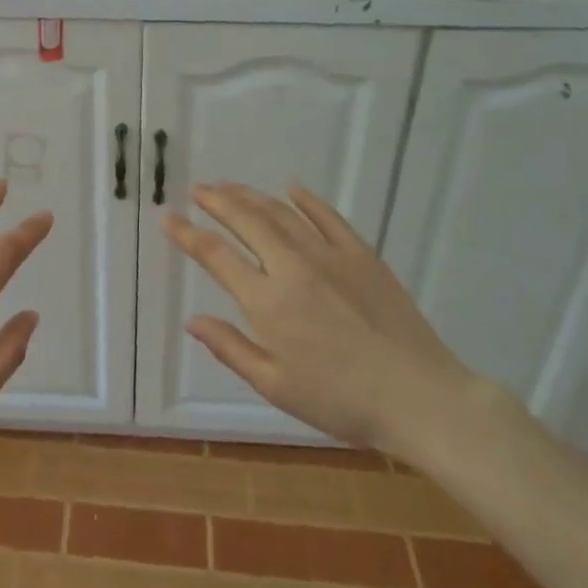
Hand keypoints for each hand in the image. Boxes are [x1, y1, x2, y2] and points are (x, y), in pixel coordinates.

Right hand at [162, 182, 480, 460]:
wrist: (419, 396)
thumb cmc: (340, 401)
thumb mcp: (275, 386)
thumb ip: (231, 348)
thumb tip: (192, 320)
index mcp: (267, 301)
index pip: (216, 256)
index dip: (188, 235)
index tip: (167, 217)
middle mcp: (292, 267)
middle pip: (247, 221)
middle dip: (218, 201)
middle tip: (199, 189)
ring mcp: (329, 255)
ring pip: (282, 213)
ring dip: (252, 196)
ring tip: (231, 186)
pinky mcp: (361, 255)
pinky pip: (328, 217)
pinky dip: (307, 200)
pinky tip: (292, 189)